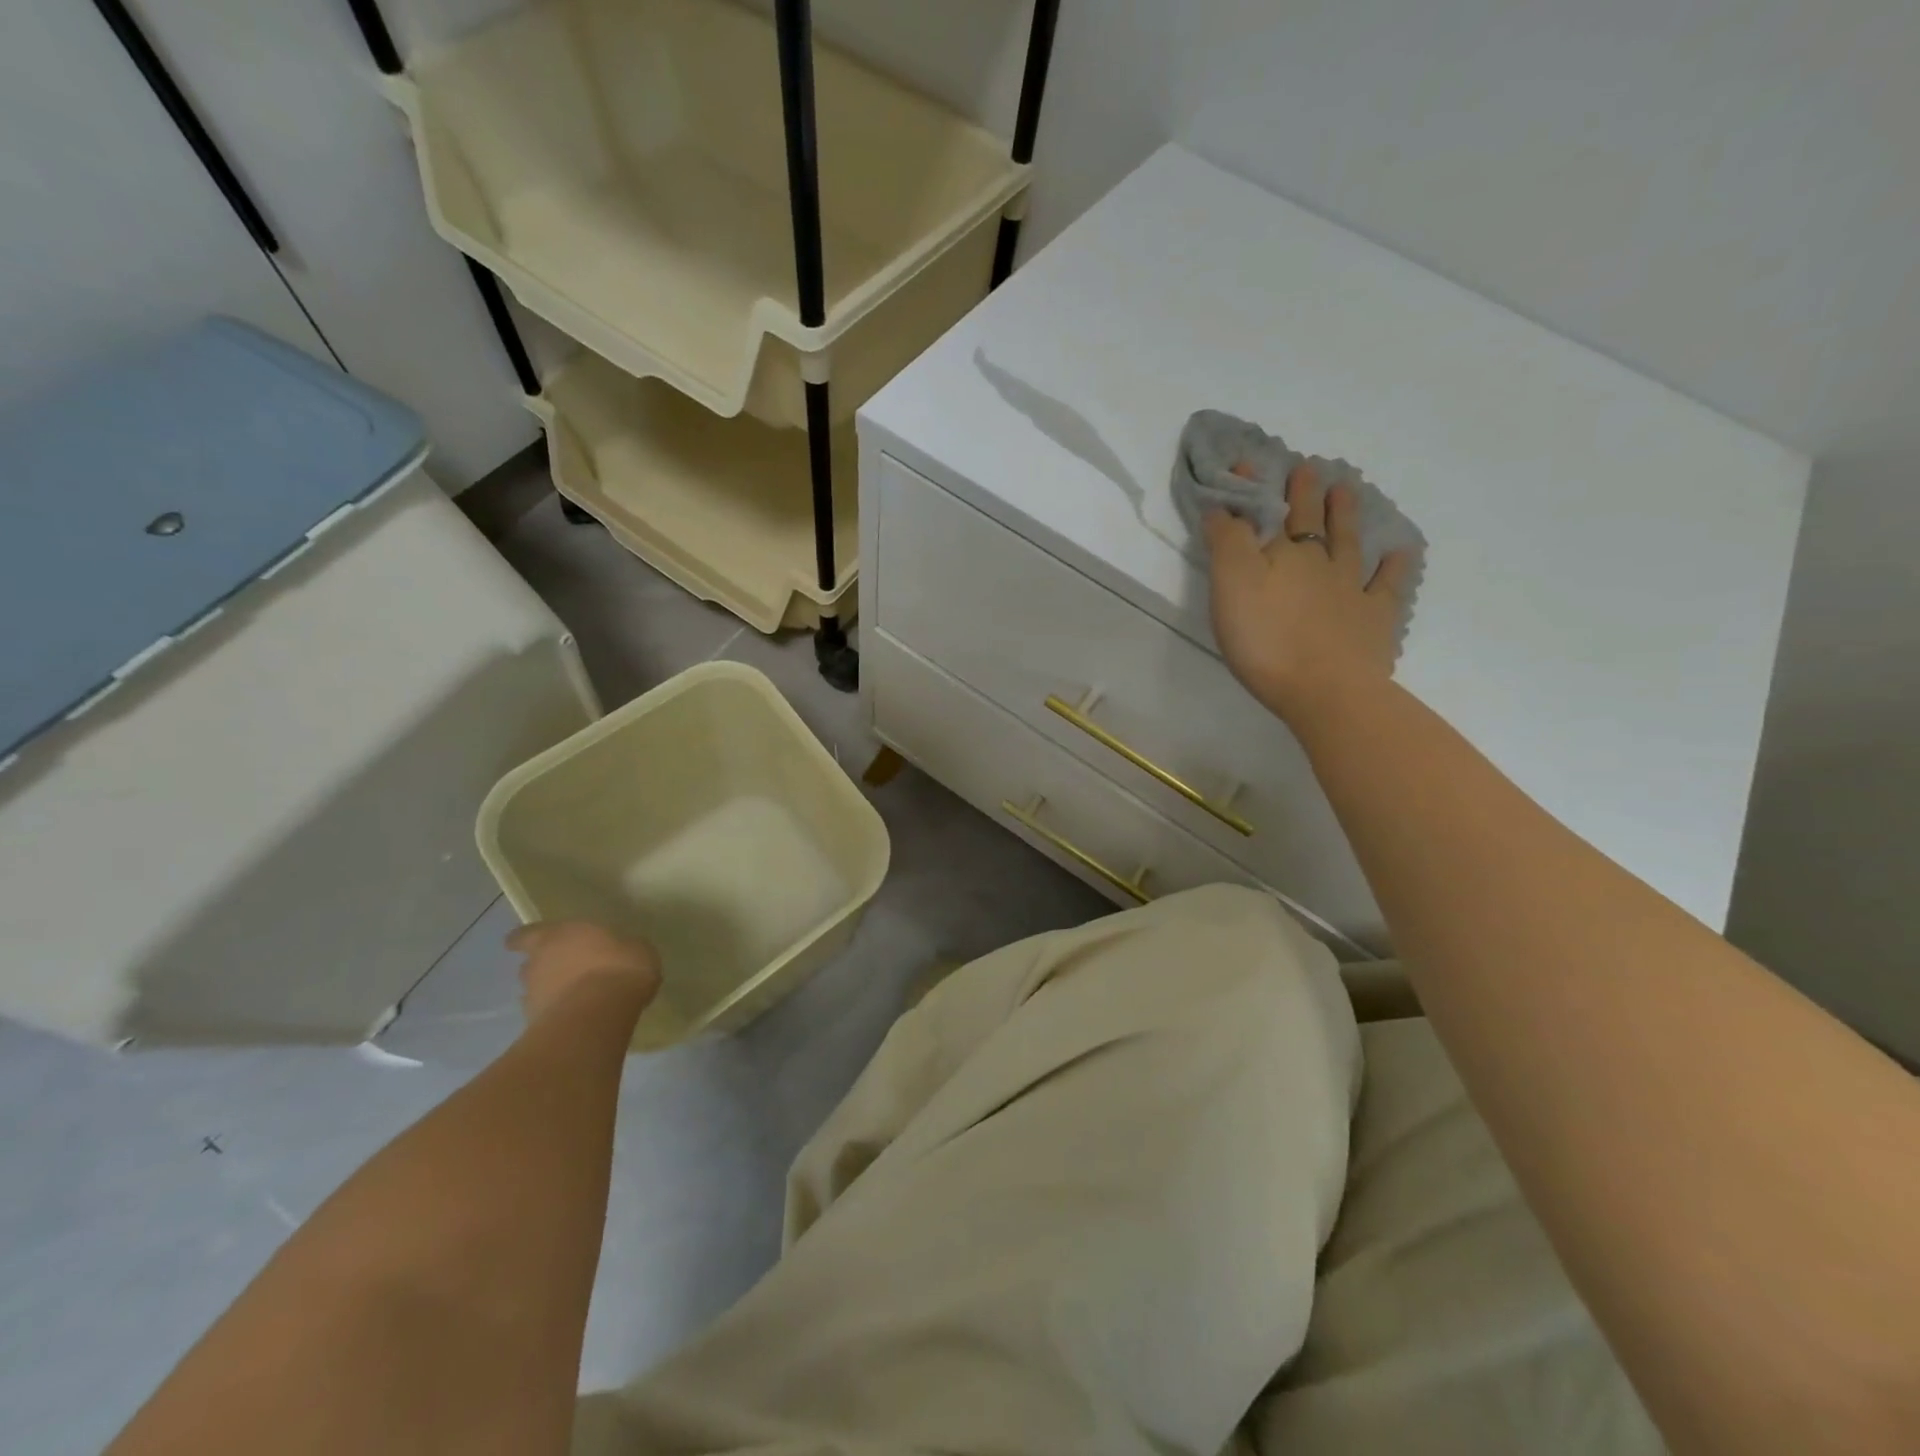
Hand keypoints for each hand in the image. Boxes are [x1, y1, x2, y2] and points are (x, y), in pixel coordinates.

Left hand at [506, 921, 660, 1025]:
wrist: (599, 1015)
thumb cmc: (618, 967)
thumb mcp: (636, 948)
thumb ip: (621, 948)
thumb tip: (623, 951)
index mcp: (557, 935)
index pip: (527, 935)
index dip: (523, 939)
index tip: (518, 944)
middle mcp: (538, 963)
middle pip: (531, 964)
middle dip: (544, 968)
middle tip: (565, 972)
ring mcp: (533, 996)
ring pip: (536, 991)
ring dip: (550, 993)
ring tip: (575, 999)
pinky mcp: (536, 1026)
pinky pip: (546, 1015)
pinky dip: (558, 1015)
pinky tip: (579, 1018)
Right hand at [1204, 462, 1414, 721]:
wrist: (1325, 689)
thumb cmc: (1266, 639)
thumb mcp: (1231, 585)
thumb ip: (1226, 541)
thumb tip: (1222, 504)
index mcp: (1280, 554)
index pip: (1264, 512)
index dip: (1255, 488)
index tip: (1248, 463)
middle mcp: (1318, 562)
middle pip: (1310, 520)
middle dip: (1306, 492)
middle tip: (1310, 467)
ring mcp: (1351, 588)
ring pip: (1348, 543)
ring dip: (1346, 514)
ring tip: (1347, 489)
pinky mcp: (1374, 619)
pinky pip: (1388, 585)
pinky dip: (1395, 566)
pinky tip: (1400, 552)